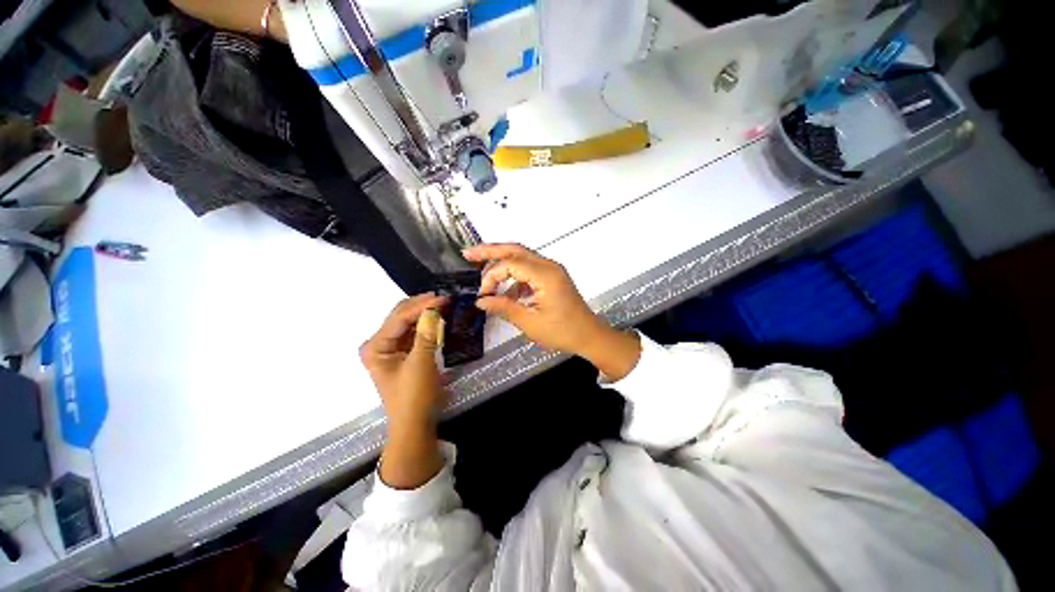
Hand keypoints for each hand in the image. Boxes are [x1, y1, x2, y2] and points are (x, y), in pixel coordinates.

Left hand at [360, 294, 447, 488]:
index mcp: (375, 347)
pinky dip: (426, 324)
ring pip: (408, 323)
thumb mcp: (421, 364)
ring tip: (444, 304)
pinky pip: (415, 333)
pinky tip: (439, 317)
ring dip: (425, 313)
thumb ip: (426, 335)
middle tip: (445, 298)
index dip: (422, 306)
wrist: (415, 423)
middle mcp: (379, 344)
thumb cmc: (413, 396)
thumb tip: (434, 309)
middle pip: (401, 317)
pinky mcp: (403, 353)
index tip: (444, 298)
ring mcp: (391, 348)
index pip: (399, 318)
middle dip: (422, 306)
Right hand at [463, 244, 640, 379]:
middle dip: (491, 251)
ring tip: (483, 274)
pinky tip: (506, 292)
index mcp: (545, 275)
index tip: (483, 294)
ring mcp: (552, 270)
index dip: (491, 276)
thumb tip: (481, 301)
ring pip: (522, 257)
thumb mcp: (529, 322)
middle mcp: (549, 266)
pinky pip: (529, 270)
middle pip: (515, 250)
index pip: (510, 264)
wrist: (588, 335)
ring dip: (502, 263)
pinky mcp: (552, 277)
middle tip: (468, 253)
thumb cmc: (562, 331)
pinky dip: (515, 277)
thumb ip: (504, 308)